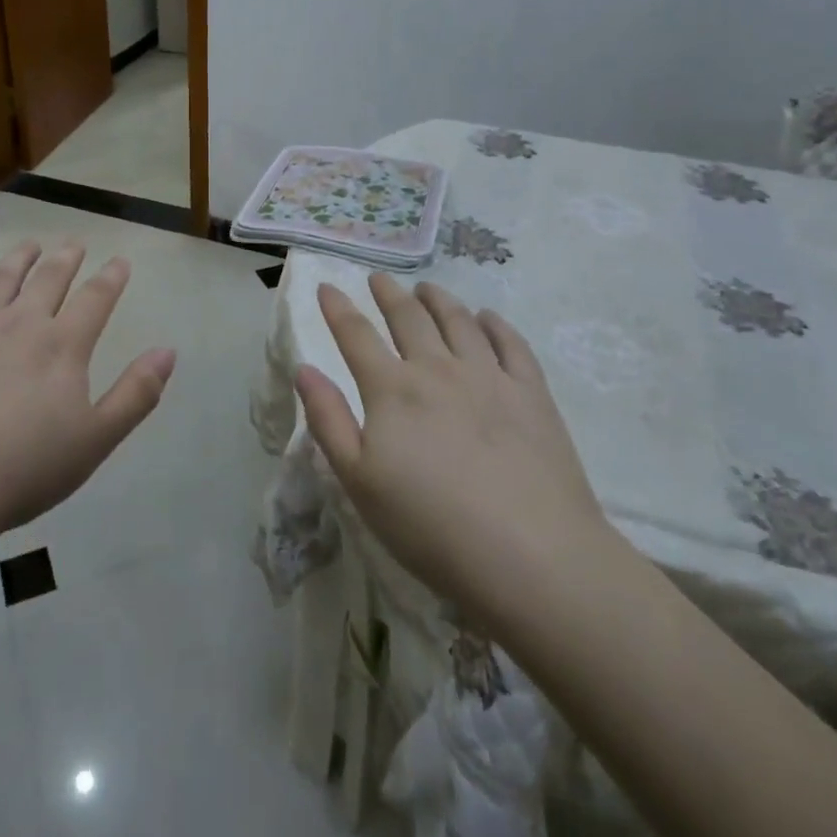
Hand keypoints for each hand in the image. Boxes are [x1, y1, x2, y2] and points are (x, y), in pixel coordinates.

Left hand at [0, 241, 175, 540]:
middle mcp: (20, 323)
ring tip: (29, 245)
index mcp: (62, 345)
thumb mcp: (95, 440)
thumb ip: (136, 393)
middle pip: (48, 279)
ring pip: (0, 280)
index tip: (120, 260)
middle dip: (66, 259)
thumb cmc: (24, 468)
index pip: (95, 299)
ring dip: (18, 259)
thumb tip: (168, 350)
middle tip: (74, 242)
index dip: (111, 277)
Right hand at [295, 274, 613, 631]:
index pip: (356, 335)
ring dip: (438, 300)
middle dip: (389, 294)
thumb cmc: (431, 526)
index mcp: (392, 389)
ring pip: (458, 321)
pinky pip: (511, 344)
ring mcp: (489, 377)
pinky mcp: (532, 395)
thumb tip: (304, 369)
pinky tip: (487, 318)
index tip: (327, 287)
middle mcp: (437, 369)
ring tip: (428, 289)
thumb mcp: (359, 481)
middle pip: (408, 318)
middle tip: (379, 279)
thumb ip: (328, 419)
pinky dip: (495, 324)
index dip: (338, 308)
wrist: (531, 557)